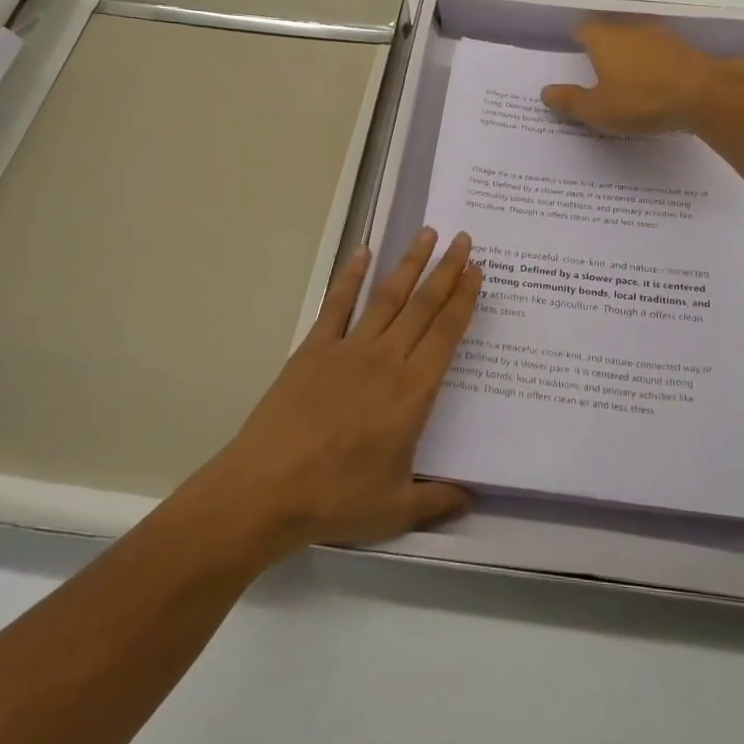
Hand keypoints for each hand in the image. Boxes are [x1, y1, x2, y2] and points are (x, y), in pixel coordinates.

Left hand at [204, 228, 481, 555]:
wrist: (266, 491)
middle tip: (463, 239)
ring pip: (388, 296)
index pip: (447, 333)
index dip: (464, 299)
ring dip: (409, 263)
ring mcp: (348, 349)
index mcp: (413, 391)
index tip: (477, 271)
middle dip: (447, 270)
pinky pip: (336, 304)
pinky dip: (350, 276)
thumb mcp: (396, 509)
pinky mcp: (314, 349)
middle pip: (424, 305)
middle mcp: (387, 359)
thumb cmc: (336, 499)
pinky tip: (362, 253)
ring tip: (426, 233)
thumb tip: (473, 497)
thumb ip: (438, 499)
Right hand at [540, 20, 739, 134]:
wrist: (704, 94)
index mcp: (604, 39)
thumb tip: (545, 92)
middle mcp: (631, 30)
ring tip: (628, 82)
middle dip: (605, 50)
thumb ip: (570, 101)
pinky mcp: (684, 50)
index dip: (578, 40)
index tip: (575, 55)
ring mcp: (661, 37)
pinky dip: (655, 67)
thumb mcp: (598, 109)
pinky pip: (660, 55)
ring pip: (638, 43)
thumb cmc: (641, 100)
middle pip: (611, 33)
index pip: (584, 29)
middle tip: (599, 73)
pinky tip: (656, 87)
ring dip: (632, 58)